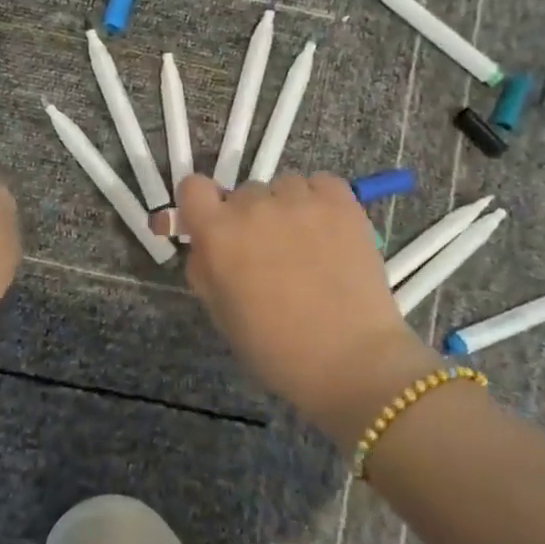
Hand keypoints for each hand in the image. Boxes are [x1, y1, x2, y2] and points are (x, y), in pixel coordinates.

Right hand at [175, 173, 437, 443]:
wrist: (351, 360)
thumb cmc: (277, 348)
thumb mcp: (221, 313)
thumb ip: (205, 268)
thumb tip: (204, 243)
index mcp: (218, 235)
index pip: (193, 187)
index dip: (201, 204)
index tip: (213, 224)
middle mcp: (254, 207)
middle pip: (243, 193)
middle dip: (250, 217)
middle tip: (268, 253)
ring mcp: (300, 200)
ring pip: (283, 188)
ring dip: (286, 209)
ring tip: (306, 245)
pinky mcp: (341, 201)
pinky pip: (319, 183)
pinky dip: (320, 201)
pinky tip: (328, 232)